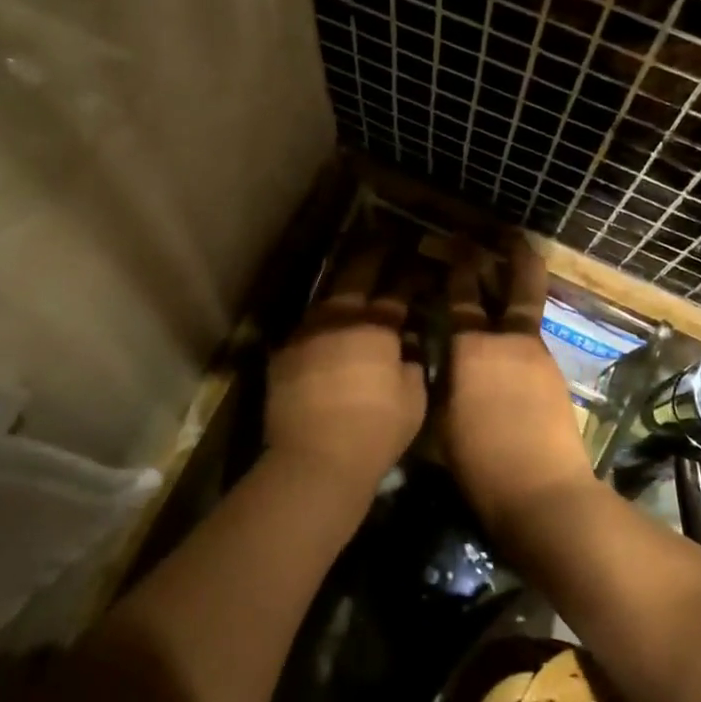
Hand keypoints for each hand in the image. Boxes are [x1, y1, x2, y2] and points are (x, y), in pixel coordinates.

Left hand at [264, 247, 426, 502]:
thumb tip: (407, 347)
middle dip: (371, 256)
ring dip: (341, 289)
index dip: (409, 275)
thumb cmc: (376, 430)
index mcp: (376, 326)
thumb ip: (412, 365)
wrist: (315, 459)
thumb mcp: (413, 399)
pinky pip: (305, 330)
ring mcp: (305, 334)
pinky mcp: (282, 356)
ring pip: (325, 299)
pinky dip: (318, 326)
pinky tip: (323, 330)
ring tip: (350, 280)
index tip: (418, 264)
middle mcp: (338, 319)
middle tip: (382, 242)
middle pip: (355, 276)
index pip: (396, 290)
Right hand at [440, 236, 597, 534]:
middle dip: (515, 254)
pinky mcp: (555, 377)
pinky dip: (521, 332)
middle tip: (510, 232)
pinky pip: (533, 342)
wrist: (543, 494)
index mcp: (472, 347)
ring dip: (518, 292)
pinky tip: (509, 345)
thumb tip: (439, 362)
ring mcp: (538, 356)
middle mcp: (508, 341)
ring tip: (508, 280)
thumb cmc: (479, 462)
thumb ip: (440, 382)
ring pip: (527, 312)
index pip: (461, 295)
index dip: (458, 265)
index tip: (456, 241)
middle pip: (518, 285)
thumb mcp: (439, 421)